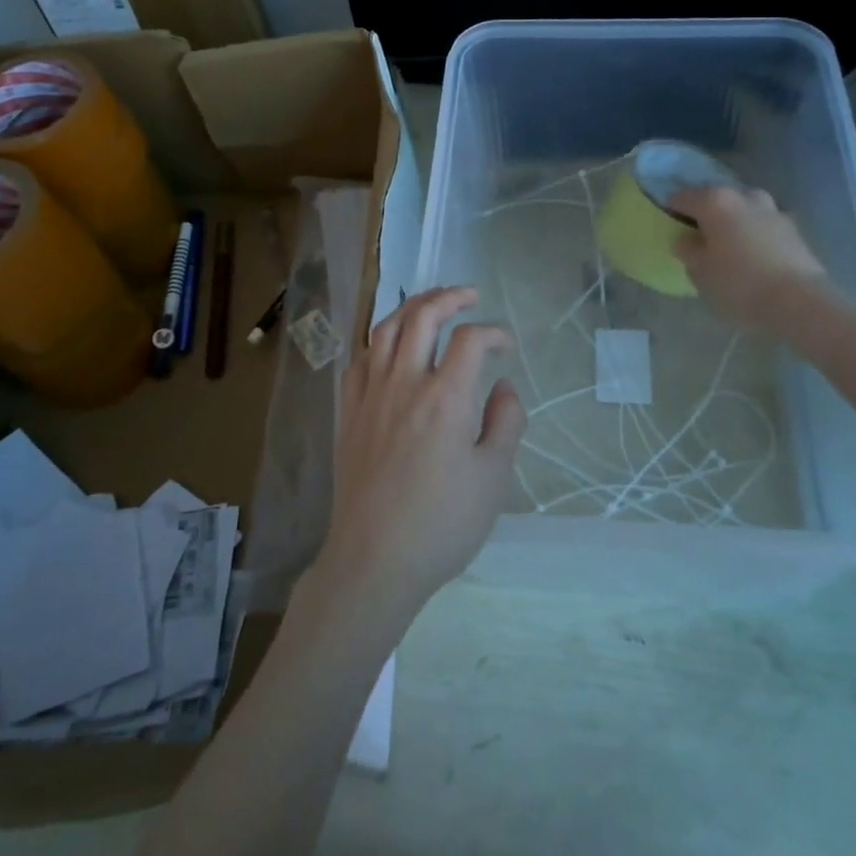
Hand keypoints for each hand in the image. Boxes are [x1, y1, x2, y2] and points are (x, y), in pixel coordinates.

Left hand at [316, 288, 525, 616]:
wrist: (375, 560)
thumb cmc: (442, 524)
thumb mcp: (493, 478)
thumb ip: (506, 423)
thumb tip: (503, 386)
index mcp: (445, 398)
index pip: (470, 340)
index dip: (494, 333)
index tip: (507, 346)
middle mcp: (404, 384)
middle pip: (421, 316)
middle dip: (448, 297)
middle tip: (468, 295)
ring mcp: (370, 396)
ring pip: (385, 330)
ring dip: (410, 308)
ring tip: (430, 304)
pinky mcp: (348, 414)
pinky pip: (360, 360)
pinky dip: (379, 341)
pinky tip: (389, 348)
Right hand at [669, 185, 829, 333]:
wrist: (798, 302)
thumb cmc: (738, 284)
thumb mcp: (699, 272)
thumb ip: (688, 251)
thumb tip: (685, 239)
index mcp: (715, 201)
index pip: (682, 196)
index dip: (671, 209)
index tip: (668, 224)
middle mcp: (744, 196)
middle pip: (716, 197)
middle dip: (706, 212)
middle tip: (698, 236)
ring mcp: (773, 210)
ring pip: (744, 208)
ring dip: (733, 220)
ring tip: (727, 244)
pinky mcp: (793, 228)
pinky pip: (763, 224)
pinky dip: (754, 232)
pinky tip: (752, 254)